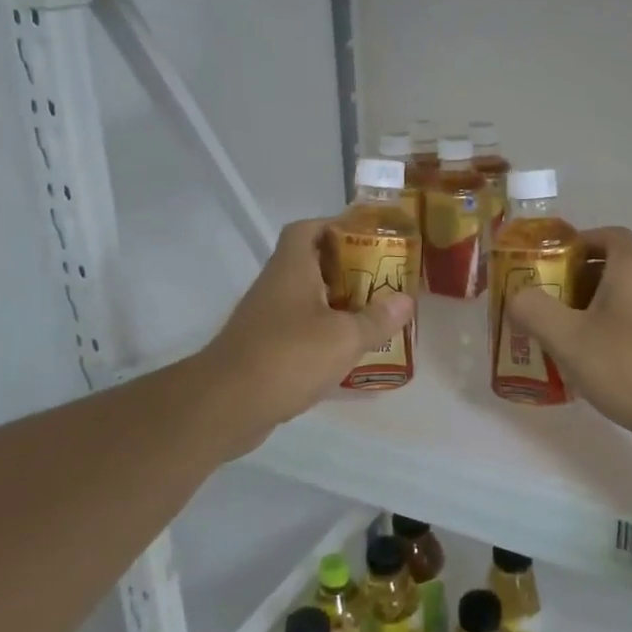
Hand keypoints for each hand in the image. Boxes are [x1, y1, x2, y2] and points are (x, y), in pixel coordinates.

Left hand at [201, 216, 414, 435]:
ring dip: (336, 305)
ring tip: (372, 316)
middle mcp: (275, 286)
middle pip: (310, 265)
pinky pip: (298, 332)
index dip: (334, 225)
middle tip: (381, 281)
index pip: (306, 229)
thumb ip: (377, 318)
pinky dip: (322, 336)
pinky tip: (347, 354)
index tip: (366, 237)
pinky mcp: (263, 350)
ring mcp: (265, 319)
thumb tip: (405, 299)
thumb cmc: (288, 357)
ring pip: (306, 300)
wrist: (226, 405)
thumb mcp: (344, 337)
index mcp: (291, 268)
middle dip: (346, 270)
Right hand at [507, 227, 631, 464]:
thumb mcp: (568, 335)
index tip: (547, 262)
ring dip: (583, 315)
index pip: (608, 236)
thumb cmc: (628, 364)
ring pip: (615, 306)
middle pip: (608, 271)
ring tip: (549, 335)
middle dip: (571, 282)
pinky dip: (600, 341)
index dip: (577, 242)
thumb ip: (533, 310)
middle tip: (539, 302)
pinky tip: (577, 367)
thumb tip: (517, 297)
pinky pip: (625, 335)